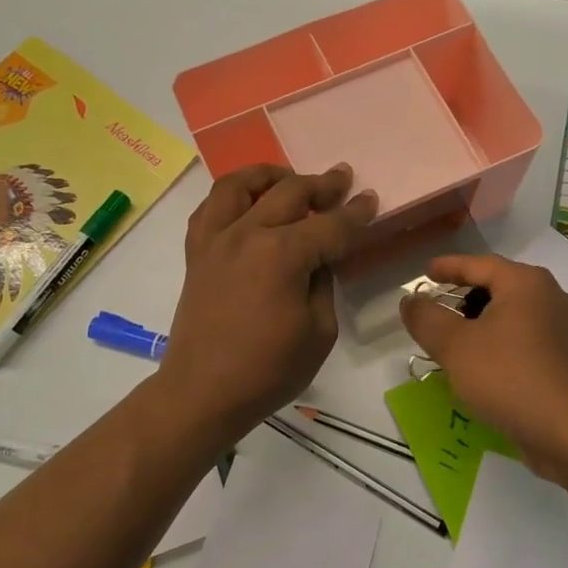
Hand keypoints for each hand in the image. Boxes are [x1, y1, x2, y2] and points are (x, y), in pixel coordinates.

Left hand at [157, 164, 377, 441]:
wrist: (203, 392)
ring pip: (239, 185)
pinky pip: (209, 208)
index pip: (331, 225)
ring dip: (269, 175)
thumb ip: (323, 283)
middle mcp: (247, 234)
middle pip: (289, 192)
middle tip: (342, 179)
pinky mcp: (196, 253)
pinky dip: (230, 196)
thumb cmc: (268, 370)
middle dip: (322, 184)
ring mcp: (216, 239)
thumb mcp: (319, 331)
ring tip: (288, 178)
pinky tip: (246, 203)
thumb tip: (318, 259)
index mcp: (283, 254)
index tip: (371, 198)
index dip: (356, 213)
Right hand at [399, 254, 567, 479]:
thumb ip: (426, 318)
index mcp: (525, 283)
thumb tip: (410, 300)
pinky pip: (526, 339)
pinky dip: (501, 343)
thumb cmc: (509, 378)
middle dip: (464, 297)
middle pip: (498, 286)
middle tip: (436, 311)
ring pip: (513, 314)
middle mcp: (551, 296)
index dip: (448, 267)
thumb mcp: (455, 347)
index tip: (425, 273)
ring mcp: (565, 329)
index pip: (479, 264)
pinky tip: (485, 367)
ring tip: (456, 343)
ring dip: (482, 323)